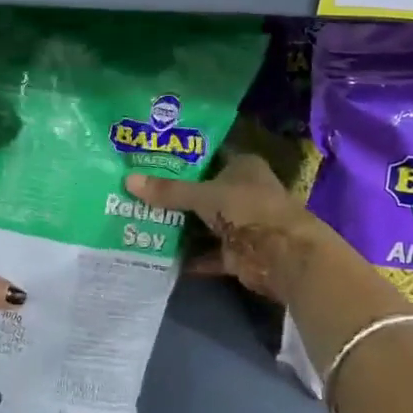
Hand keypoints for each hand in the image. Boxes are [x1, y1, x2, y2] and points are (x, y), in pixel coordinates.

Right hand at [126, 154, 345, 303]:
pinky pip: (206, 253)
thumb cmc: (248, 209)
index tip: (148, 159)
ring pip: (203, 223)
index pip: (206, 156)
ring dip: (179, 226)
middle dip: (173, 195)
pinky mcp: (237, 253)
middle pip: (202, 191)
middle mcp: (241, 191)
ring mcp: (240, 223)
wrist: (284, 255)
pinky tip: (158, 255)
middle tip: (135, 191)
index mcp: (242, 166)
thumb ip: (169, 191)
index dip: (180, 158)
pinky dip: (188, 257)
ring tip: (138, 221)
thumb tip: (128, 181)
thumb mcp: (204, 195)